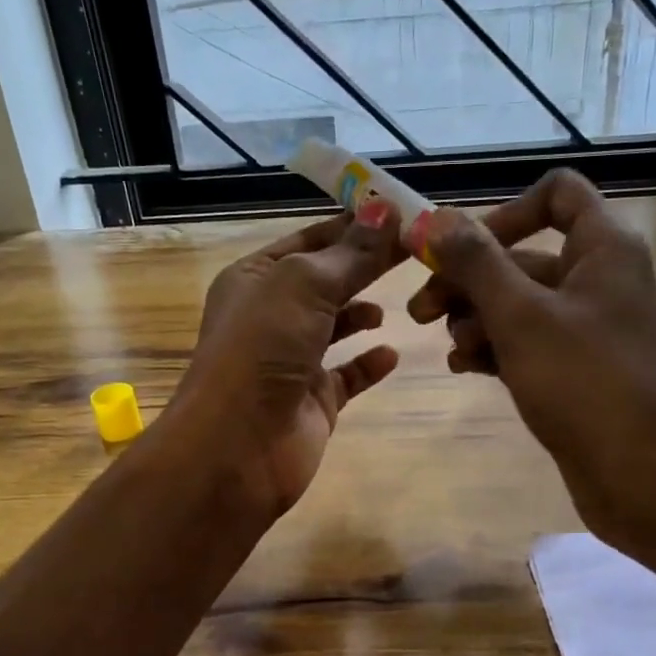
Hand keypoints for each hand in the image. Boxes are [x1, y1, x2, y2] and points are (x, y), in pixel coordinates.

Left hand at [168, 205, 405, 521]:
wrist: (237, 447)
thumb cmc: (261, 350)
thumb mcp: (304, 285)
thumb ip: (350, 253)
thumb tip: (387, 208)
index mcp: (255, 278)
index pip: (310, 239)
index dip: (353, 224)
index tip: (401, 212)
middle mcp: (271, 316)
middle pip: (327, 280)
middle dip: (367, 265)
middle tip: (418, 250)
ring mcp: (292, 360)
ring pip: (336, 326)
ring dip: (364, 312)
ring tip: (403, 301)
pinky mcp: (313, 401)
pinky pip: (347, 375)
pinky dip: (369, 363)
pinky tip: (392, 353)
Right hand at [409, 170, 655, 567]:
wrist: (641, 472)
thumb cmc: (583, 381)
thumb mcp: (520, 315)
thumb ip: (476, 263)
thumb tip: (436, 221)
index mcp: (602, 248)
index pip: (556, 195)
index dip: (505, 213)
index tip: (463, 251)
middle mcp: (598, 278)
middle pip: (521, 256)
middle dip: (468, 281)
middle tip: (420, 312)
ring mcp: (587, 327)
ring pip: (517, 304)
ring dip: (476, 319)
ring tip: (453, 350)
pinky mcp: (575, 368)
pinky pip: (525, 341)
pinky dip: (494, 348)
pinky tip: (463, 368)